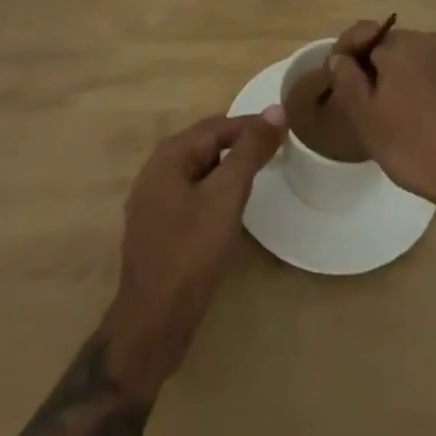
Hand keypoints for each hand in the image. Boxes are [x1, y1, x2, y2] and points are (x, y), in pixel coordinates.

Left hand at [102, 108, 285, 396]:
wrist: (152, 326)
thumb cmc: (190, 253)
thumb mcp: (226, 196)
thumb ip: (250, 151)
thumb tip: (276, 109)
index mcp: (168, 156)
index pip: (217, 125)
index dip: (251, 126)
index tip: (283, 131)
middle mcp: (156, 171)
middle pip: (206, 145)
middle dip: (240, 146)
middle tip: (274, 154)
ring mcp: (153, 203)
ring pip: (199, 172)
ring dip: (228, 171)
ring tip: (258, 179)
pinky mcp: (158, 230)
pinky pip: (191, 196)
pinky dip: (214, 193)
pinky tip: (229, 211)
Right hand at [323, 23, 435, 221]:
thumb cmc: (415, 145)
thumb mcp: (366, 117)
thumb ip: (346, 79)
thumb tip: (338, 57)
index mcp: (400, 43)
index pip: (361, 33)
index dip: (343, 54)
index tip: (334, 81)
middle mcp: (427, 39)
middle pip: (385, 45)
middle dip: (368, 67)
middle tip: (359, 103)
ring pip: (407, 59)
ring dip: (392, 77)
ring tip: (386, 113)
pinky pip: (428, 71)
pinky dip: (414, 85)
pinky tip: (414, 117)